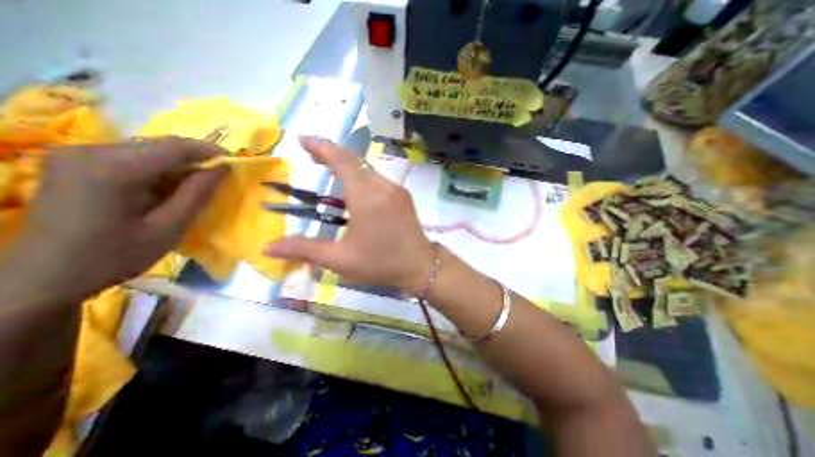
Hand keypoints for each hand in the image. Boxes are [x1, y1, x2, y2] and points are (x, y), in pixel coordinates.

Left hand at [3, 138, 225, 303]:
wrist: (45, 276)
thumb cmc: (115, 256)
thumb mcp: (168, 228)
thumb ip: (197, 194)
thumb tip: (222, 169)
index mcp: (112, 170)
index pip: (173, 147)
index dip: (209, 150)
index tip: (233, 161)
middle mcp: (89, 151)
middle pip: (158, 145)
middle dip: (194, 158)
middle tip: (218, 176)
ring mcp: (76, 154)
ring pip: (146, 150)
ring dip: (177, 165)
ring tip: (194, 186)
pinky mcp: (74, 162)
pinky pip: (131, 157)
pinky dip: (157, 169)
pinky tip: (165, 188)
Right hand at [265, 135, 434, 292]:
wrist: (420, 265)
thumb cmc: (381, 263)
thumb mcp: (340, 259)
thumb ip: (304, 249)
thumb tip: (268, 247)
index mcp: (366, 197)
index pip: (342, 161)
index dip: (321, 147)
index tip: (303, 140)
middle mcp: (383, 186)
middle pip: (354, 161)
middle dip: (331, 155)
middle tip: (311, 156)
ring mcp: (396, 189)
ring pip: (367, 170)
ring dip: (347, 167)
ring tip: (329, 171)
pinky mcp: (403, 195)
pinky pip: (378, 179)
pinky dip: (362, 177)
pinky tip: (355, 189)